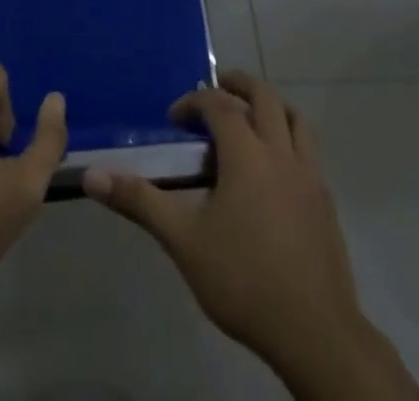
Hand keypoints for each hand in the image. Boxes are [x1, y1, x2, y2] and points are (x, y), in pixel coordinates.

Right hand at [82, 70, 378, 387]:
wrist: (315, 333)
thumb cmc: (244, 281)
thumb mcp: (183, 241)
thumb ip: (140, 202)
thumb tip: (92, 176)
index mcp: (246, 154)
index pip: (219, 105)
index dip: (194, 102)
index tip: (174, 118)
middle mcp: (281, 152)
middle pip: (264, 96)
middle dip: (237, 85)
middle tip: (216, 87)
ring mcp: (309, 174)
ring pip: (294, 118)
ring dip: (270, 105)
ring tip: (249, 116)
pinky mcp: (326, 200)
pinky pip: (309, 149)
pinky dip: (289, 137)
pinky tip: (274, 167)